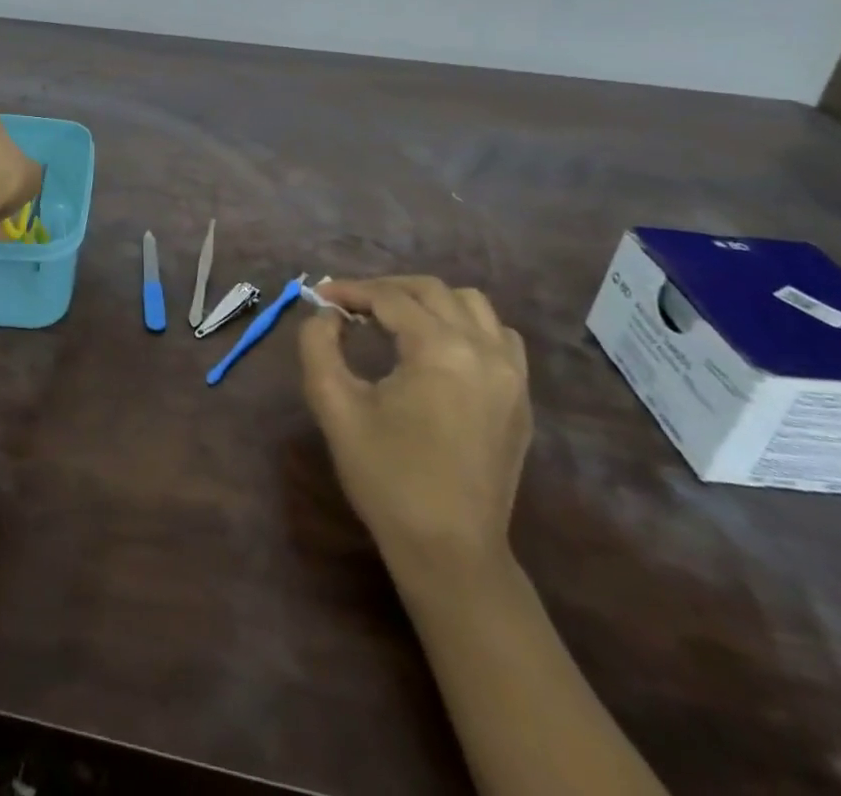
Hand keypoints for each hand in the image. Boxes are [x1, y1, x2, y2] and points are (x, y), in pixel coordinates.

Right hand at [299, 276, 531, 589]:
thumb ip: (319, 346)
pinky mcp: (521, 398)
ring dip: (429, 301)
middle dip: (386, 289)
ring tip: (394, 320)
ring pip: (472, 305)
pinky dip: (466, 325)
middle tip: (350, 305)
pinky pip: (499, 337)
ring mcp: (511, 375)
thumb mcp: (334, 406)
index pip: (390, 298)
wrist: (449, 551)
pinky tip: (439, 347)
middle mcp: (484, 350)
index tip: (320, 297)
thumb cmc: (387, 477)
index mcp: (440, 350)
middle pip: (432, 291)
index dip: (350, 291)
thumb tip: (328, 315)